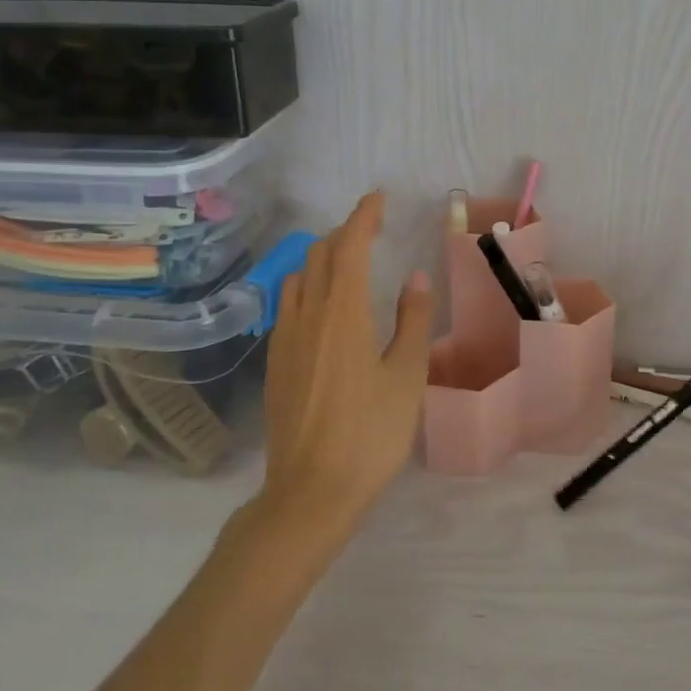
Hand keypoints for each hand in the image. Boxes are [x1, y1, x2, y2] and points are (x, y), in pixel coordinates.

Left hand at [255, 192, 433, 537]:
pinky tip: (324, 308)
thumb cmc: (371, 433)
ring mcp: (283, 340)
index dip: (363, 216)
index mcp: (342, 313)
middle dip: (343, 233)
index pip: (349, 247)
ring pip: (297, 279)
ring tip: (348, 262)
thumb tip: (415, 277)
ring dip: (321, 258)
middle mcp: (306, 316)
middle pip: (317, 256)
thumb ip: (413, 320)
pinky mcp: (274, 363)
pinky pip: (288, 305)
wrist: (310, 493)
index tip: (378, 198)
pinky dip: (307, 286)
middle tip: (372, 230)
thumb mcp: (407, 376)